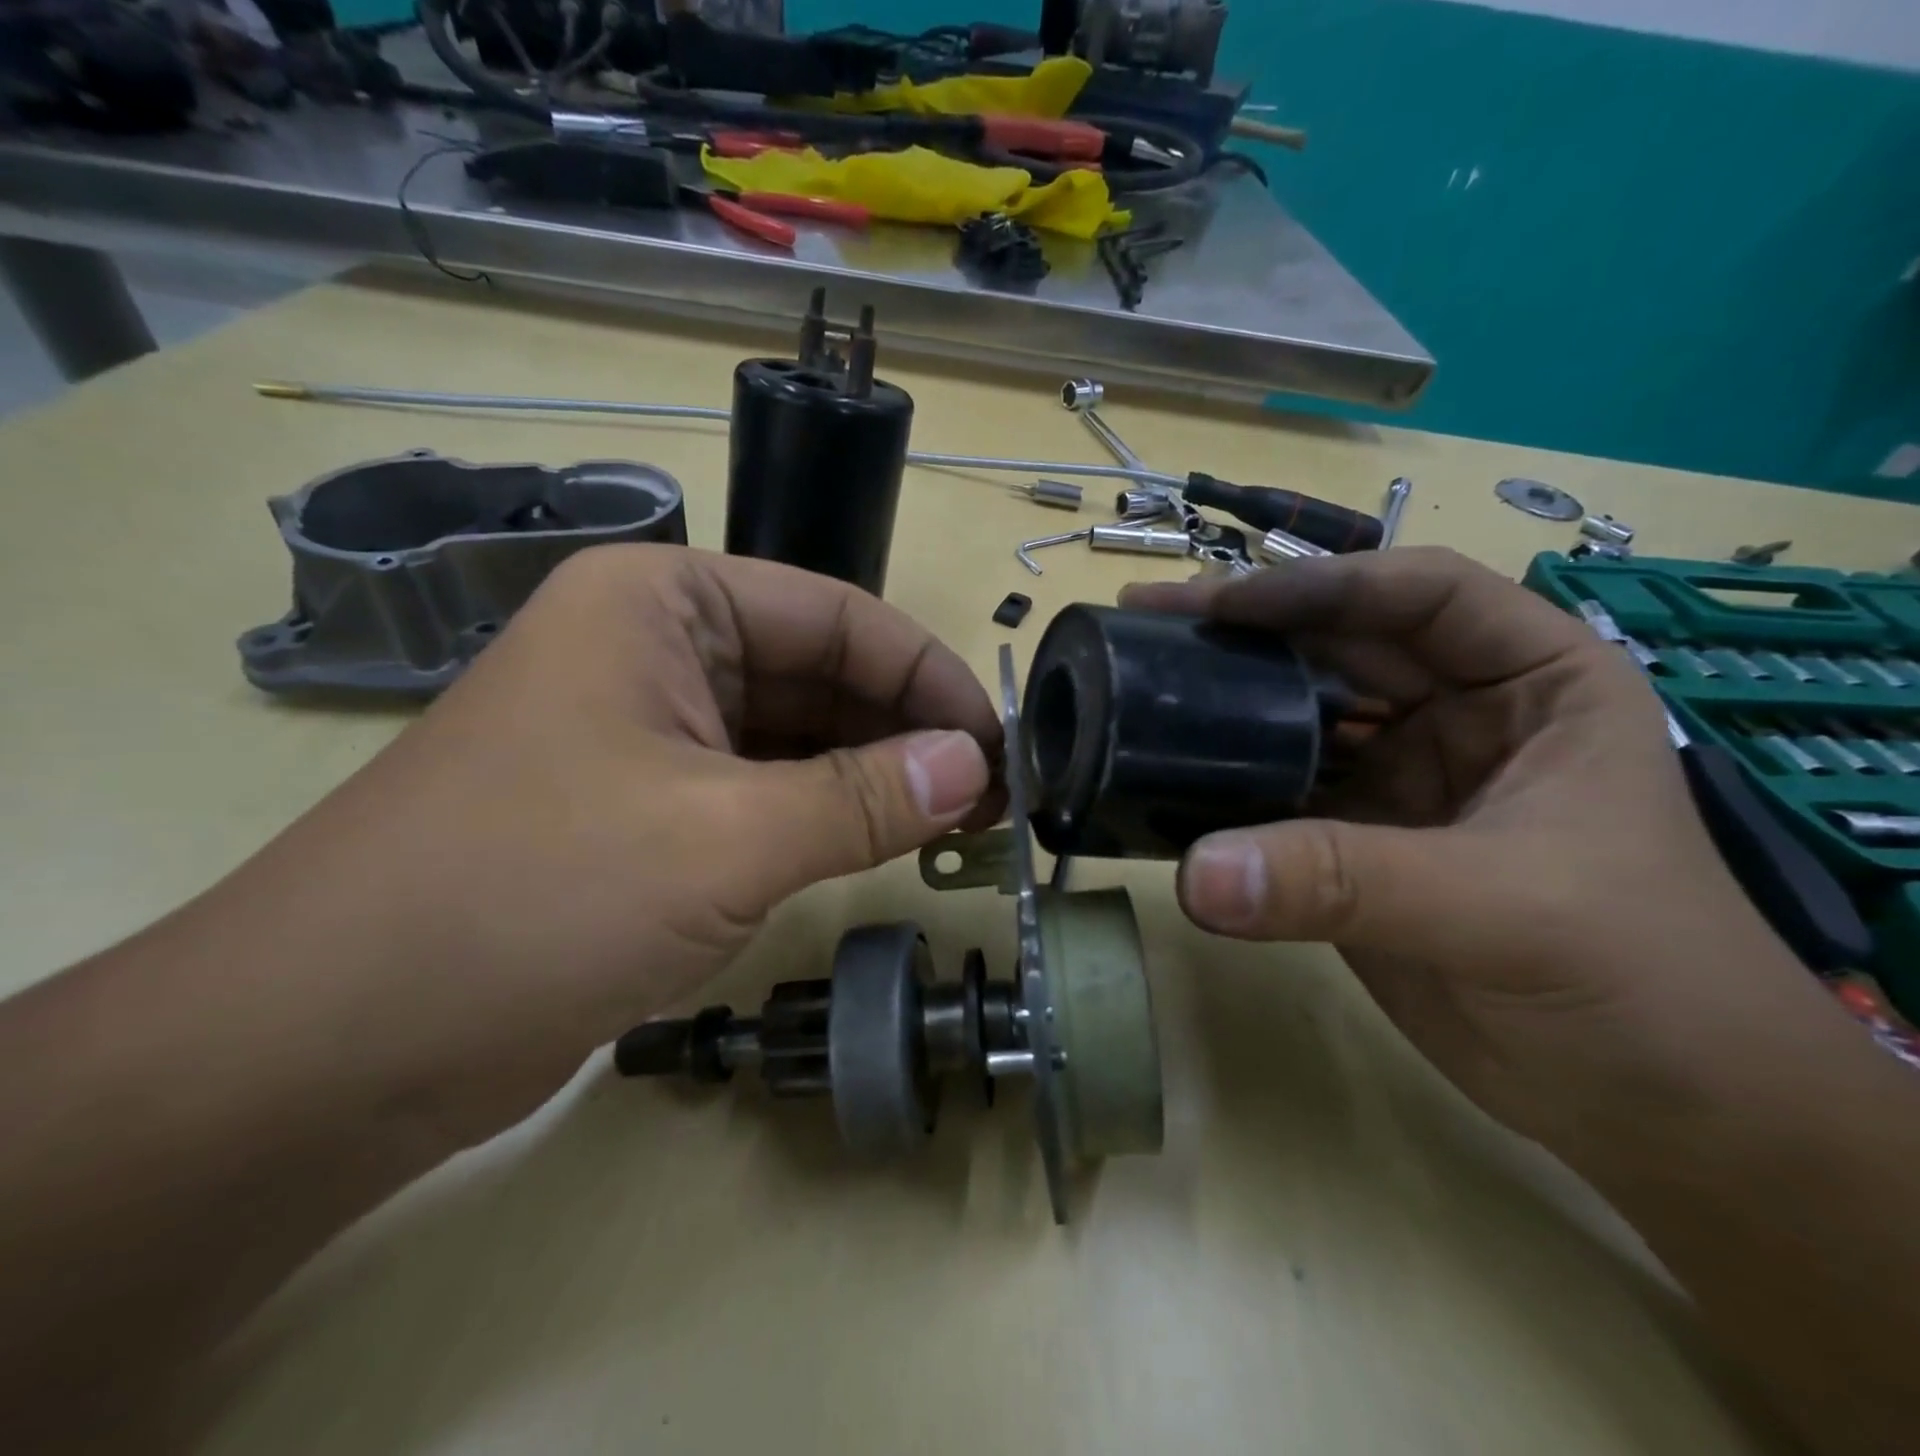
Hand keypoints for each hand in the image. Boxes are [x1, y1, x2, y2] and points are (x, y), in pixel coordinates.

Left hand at [221, 545, 1001, 1140]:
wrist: (334, 1046)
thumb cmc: (534, 895)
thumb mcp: (725, 837)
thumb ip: (863, 796)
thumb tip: (976, 767)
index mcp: (664, 604)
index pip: (836, 617)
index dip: (926, 677)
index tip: (998, 741)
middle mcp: (656, 651)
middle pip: (818, 675)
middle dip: (906, 732)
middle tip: (993, 794)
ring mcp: (648, 734)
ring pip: (793, 739)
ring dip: (872, 779)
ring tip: (958, 823)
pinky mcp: (643, 810)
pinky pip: (760, 793)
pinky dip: (822, 817)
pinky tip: (880, 846)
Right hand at [1122, 548, 1840, 1147]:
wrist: (1650, 1110)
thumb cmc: (1638, 981)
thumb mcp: (1502, 908)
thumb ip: (1344, 882)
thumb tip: (1197, 874)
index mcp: (1532, 682)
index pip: (1420, 595)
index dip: (1321, 586)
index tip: (1223, 606)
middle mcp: (1455, 714)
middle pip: (1335, 646)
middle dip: (1243, 631)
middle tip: (1144, 620)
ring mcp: (1396, 779)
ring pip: (1294, 715)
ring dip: (1221, 702)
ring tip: (1136, 685)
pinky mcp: (1351, 841)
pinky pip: (1273, 792)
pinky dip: (1221, 784)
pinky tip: (1163, 773)